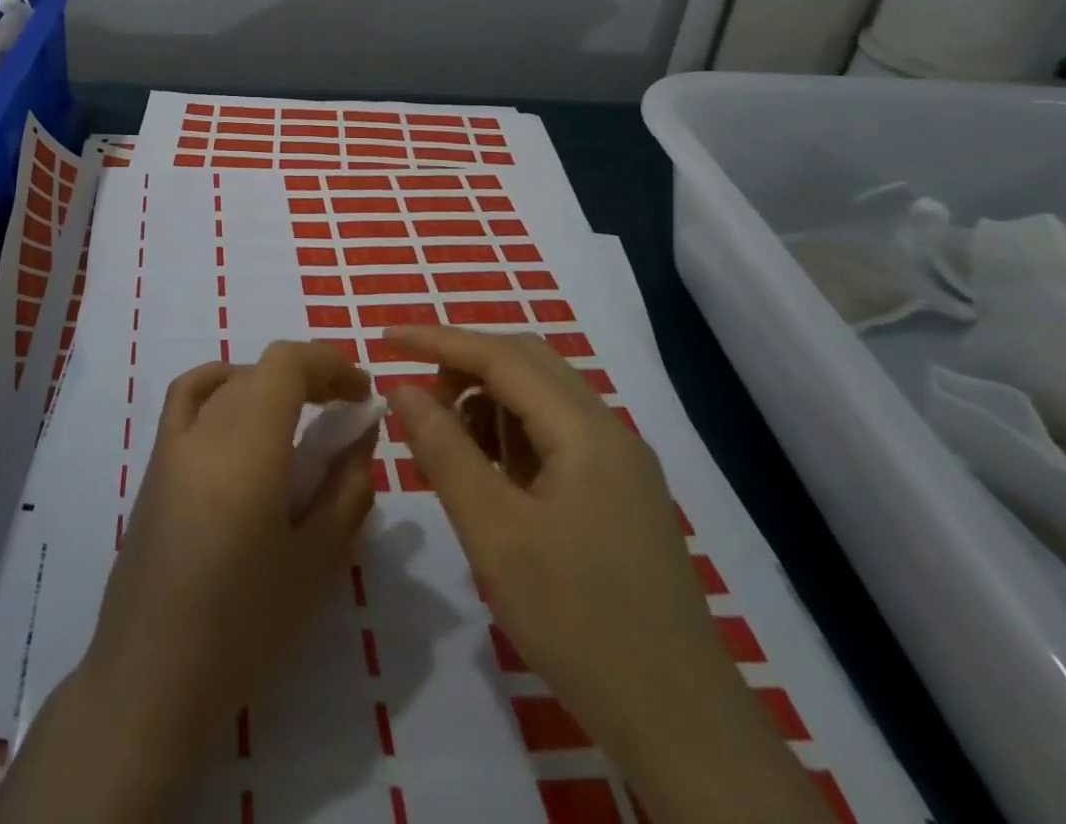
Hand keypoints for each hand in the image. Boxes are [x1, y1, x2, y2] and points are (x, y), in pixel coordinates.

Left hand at [0, 342, 376, 823]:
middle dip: (309, 377)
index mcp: (247, 447)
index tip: (362, 391)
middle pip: (261, 371)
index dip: (328, 362)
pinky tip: (239, 412)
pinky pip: (186, 398)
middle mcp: (206, 429)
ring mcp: (172, 443)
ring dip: (270, 383)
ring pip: (229, 383)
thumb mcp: (317, 563)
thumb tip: (361, 433)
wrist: (153, 677)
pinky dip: (219, 384)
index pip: (286, 363)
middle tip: (344, 412)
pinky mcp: (154, 464)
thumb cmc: (245, 627)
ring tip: (301, 416)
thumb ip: (346, 488)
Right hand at [384, 325, 832, 823]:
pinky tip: (492, 480)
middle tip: (419, 402)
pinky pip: (555, 435)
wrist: (681, 726)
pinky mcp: (620, 494)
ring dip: (488, 403)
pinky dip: (512, 436)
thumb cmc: (578, 621)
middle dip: (464, 367)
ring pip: (541, 397)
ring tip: (450, 449)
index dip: (436, 340)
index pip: (499, 355)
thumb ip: (443, 449)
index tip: (384, 338)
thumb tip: (403, 387)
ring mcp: (620, 463)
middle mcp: (608, 430)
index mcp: (584, 429)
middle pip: (525, 363)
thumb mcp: (493, 533)